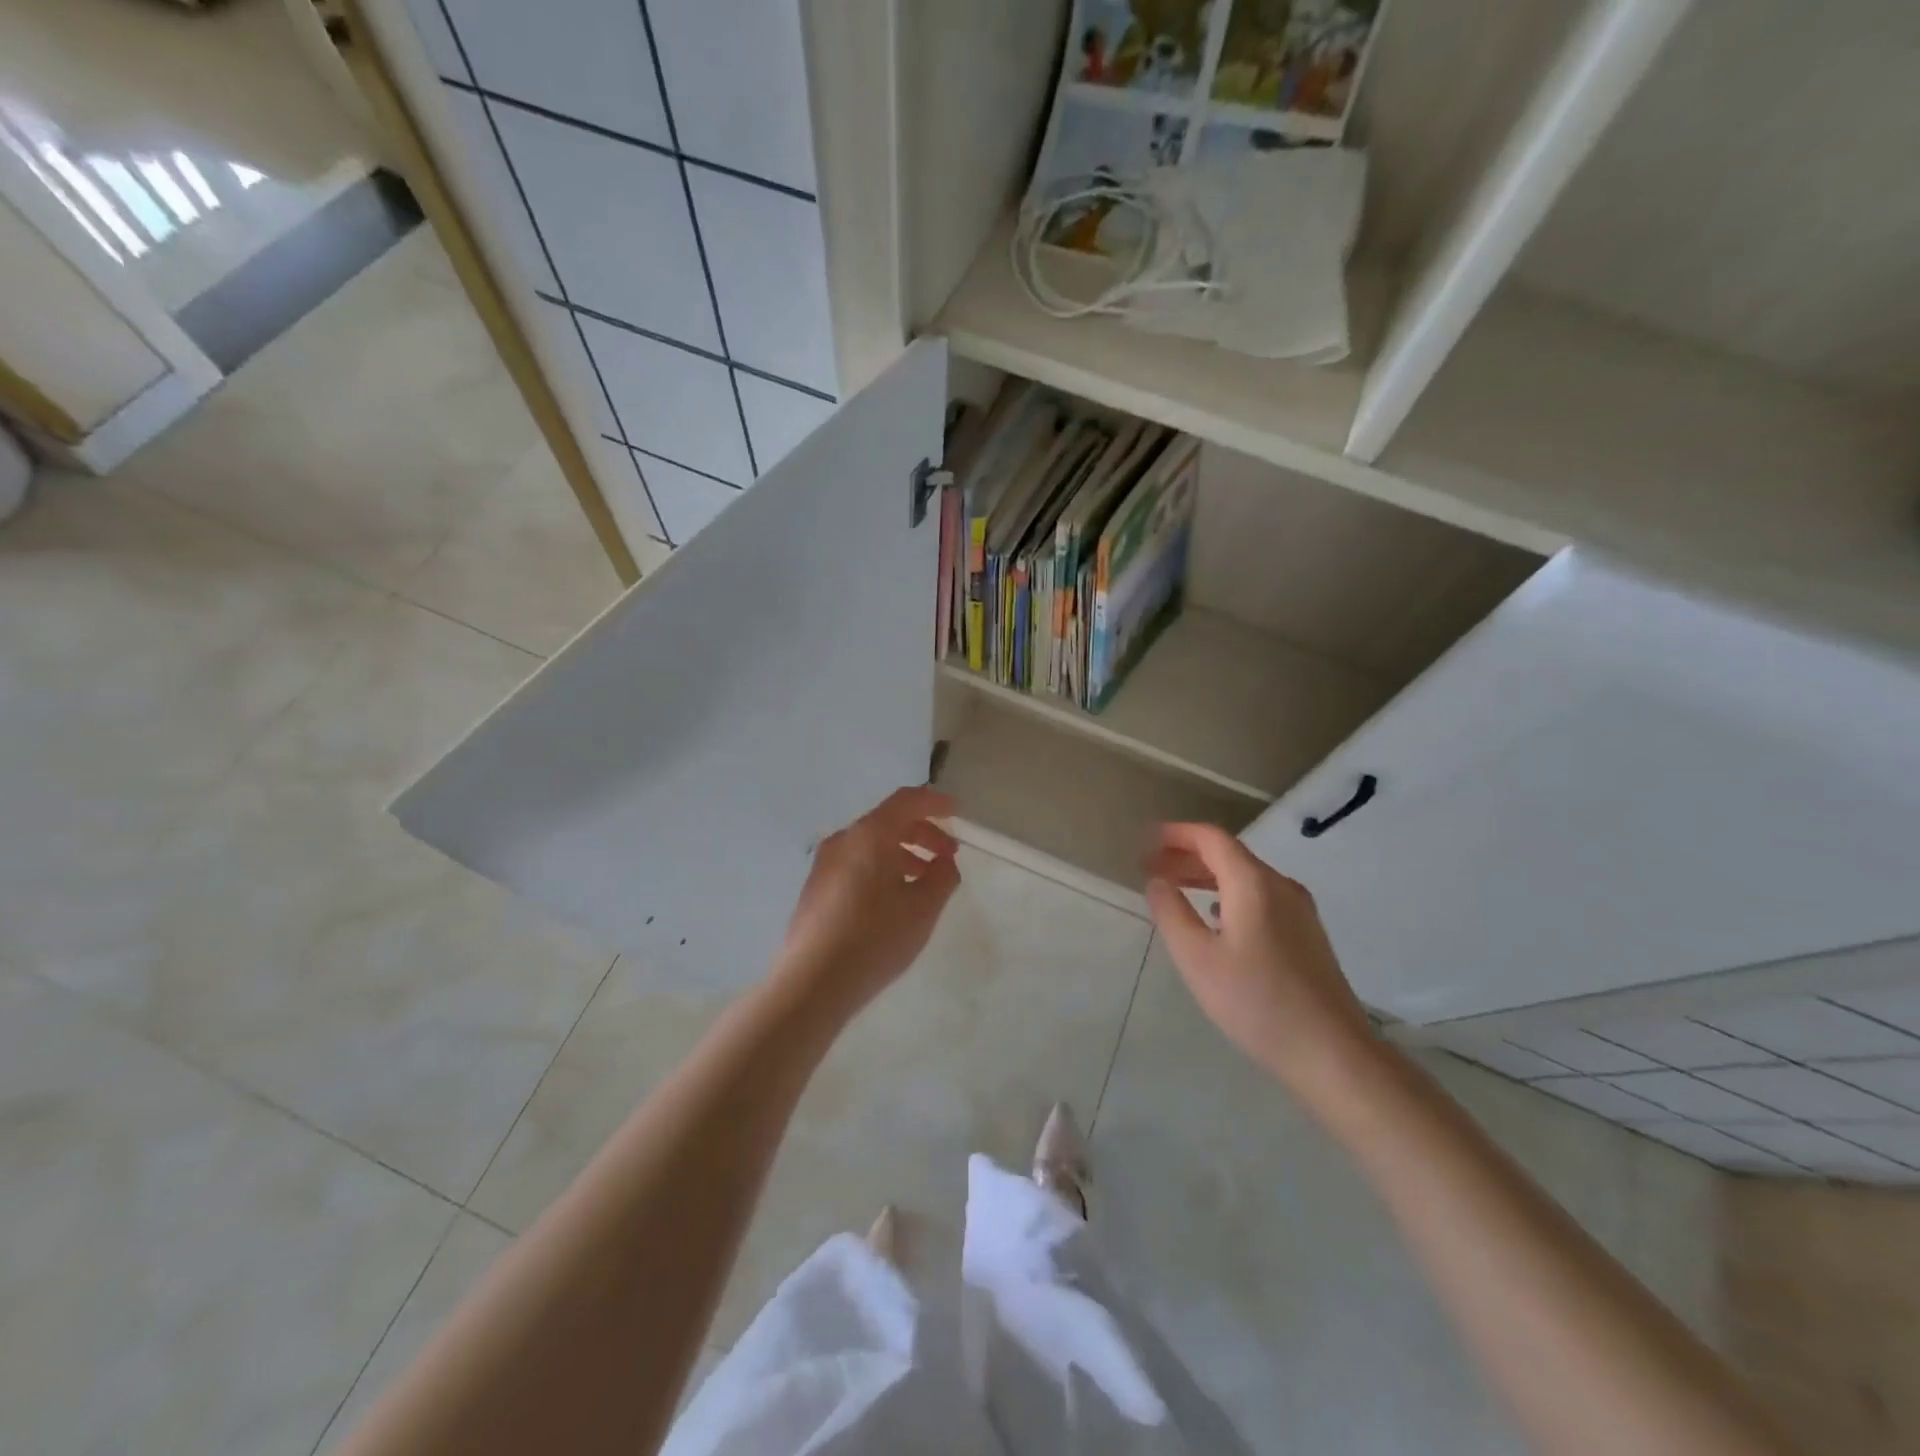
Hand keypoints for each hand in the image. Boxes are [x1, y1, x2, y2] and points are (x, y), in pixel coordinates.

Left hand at [772, 786, 960, 1020]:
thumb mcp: (922, 909)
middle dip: (923, 833)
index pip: (907, 801)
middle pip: (889, 821)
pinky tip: (894, 899)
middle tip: (948, 856)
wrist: (811, 983)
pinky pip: (856, 863)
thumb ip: (942, 877)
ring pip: (871, 845)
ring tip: (925, 881)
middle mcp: (843, 840)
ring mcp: (825, 864)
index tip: (957, 812)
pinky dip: (882, 868)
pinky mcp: (816, 888)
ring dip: (903, 854)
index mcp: (870, 835)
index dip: (935, 802)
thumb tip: (944, 863)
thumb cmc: (874, 939)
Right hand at [1145, 823, 1375, 1093]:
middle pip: (1229, 855)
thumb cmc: (1256, 1002)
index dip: (1177, 834)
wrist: (1331, 1053)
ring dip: (1206, 876)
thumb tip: (1157, 881)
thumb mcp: (1197, 959)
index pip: (1211, 839)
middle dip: (1187, 856)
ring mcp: (1299, 910)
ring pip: (1245, 877)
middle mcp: (1280, 886)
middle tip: (1151, 868)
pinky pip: (1260, 897)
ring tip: (1175, 888)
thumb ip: (1171, 913)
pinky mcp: (1307, 935)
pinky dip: (1228, 895)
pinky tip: (1215, 917)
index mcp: (1253, 883)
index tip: (1147, 840)